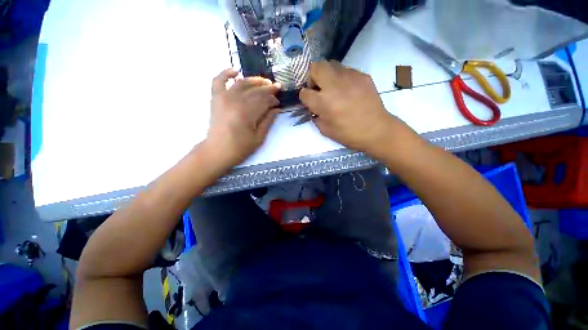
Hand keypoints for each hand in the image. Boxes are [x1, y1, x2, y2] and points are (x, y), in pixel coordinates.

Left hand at [205, 69, 280, 168]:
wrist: (217, 151)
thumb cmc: (240, 147)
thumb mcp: (259, 138)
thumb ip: (268, 121)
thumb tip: (276, 109)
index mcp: (248, 113)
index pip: (264, 100)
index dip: (273, 99)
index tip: (278, 102)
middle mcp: (236, 101)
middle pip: (255, 90)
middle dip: (268, 88)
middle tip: (276, 87)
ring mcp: (224, 97)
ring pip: (241, 83)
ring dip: (254, 80)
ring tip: (264, 81)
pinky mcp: (215, 98)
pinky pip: (218, 80)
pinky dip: (226, 73)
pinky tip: (235, 71)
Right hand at [299, 61, 416, 155]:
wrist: (376, 130)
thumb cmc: (348, 134)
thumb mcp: (325, 130)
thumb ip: (316, 116)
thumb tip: (314, 107)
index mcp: (323, 103)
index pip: (304, 92)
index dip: (304, 97)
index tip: (309, 100)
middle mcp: (334, 86)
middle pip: (315, 67)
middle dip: (312, 76)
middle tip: (318, 87)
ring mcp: (350, 78)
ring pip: (331, 64)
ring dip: (328, 74)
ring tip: (333, 87)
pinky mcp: (362, 75)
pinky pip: (347, 70)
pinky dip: (343, 78)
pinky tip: (348, 89)